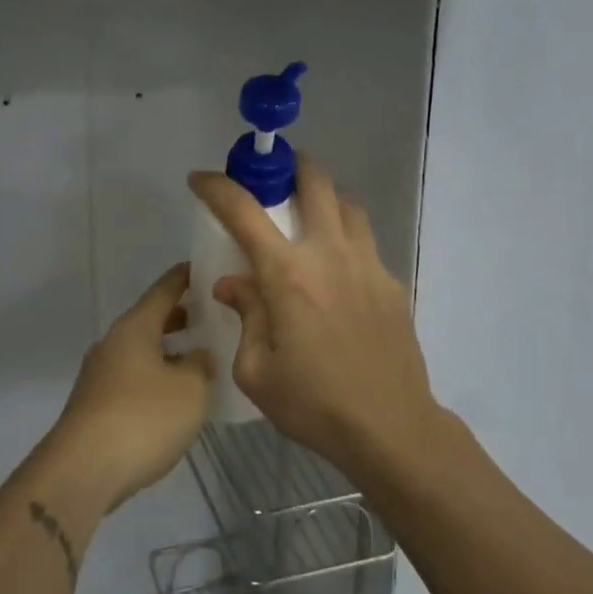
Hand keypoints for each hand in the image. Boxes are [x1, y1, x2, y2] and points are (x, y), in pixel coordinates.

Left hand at [52, 263, 212, 510]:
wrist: (82, 471)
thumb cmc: (143, 418)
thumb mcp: (190, 389)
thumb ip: (200, 365)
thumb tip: (199, 354)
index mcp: (135, 327)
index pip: (164, 290)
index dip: (185, 278)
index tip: (204, 267)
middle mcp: (113, 343)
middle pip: (149, 320)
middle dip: (179, 316)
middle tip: (210, 315)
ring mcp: (99, 374)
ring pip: (139, 350)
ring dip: (166, 350)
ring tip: (197, 358)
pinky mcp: (94, 405)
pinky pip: (131, 377)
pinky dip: (154, 376)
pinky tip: (172, 396)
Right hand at [188, 157, 438, 480]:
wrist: (392, 428)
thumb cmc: (315, 404)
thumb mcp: (257, 371)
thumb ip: (246, 315)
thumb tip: (233, 283)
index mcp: (288, 275)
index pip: (244, 212)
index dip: (217, 187)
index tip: (200, 179)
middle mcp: (330, 254)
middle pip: (315, 182)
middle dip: (290, 166)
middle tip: (273, 178)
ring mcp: (367, 264)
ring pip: (348, 203)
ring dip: (324, 195)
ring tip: (307, 215)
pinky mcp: (391, 282)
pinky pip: (365, 241)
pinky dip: (344, 237)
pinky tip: (335, 272)